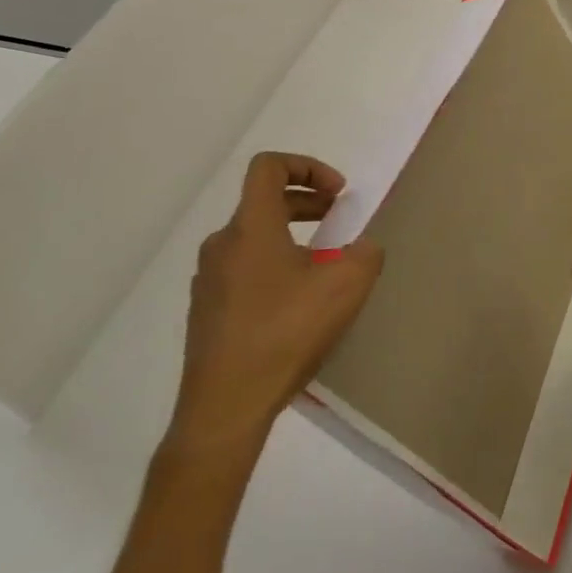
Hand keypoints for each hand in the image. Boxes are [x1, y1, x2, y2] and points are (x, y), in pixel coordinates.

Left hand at [170, 153, 384, 459]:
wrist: (225, 406)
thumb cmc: (285, 334)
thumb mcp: (346, 287)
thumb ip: (365, 254)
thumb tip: (362, 248)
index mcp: (251, 228)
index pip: (268, 167)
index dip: (307, 166)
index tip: (337, 193)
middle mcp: (222, 245)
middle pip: (263, 202)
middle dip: (307, 202)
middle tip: (338, 221)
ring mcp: (208, 280)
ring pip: (254, 238)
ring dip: (292, 236)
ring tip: (323, 266)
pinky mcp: (207, 311)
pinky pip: (244, 270)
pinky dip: (274, 267)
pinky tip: (297, 304)